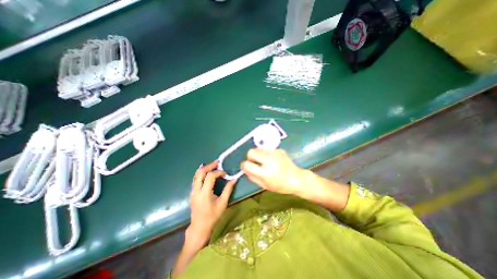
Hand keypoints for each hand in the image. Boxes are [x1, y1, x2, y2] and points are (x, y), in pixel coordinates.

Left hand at [190, 160, 237, 247]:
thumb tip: (234, 179)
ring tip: (213, 165)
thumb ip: (228, 190)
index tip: (225, 173)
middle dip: (209, 166)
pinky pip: (195, 179)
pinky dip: (201, 173)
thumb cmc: (212, 216)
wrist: (199, 227)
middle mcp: (196, 190)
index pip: (210, 177)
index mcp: (204, 193)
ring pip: (196, 175)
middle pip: (200, 173)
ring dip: (204, 168)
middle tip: (217, 162)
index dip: (218, 172)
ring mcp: (192, 191)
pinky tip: (207, 172)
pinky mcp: (192, 192)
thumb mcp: (222, 203)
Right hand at [241, 150, 306, 195]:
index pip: (247, 164)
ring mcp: (275, 153)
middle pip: (251, 151)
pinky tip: (273, 160)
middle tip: (255, 162)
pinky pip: (267, 149)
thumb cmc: (280, 185)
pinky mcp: (279, 150)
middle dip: (250, 156)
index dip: (244, 165)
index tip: (246, 166)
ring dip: (258, 154)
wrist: (297, 179)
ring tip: (264, 161)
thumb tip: (245, 168)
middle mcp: (269, 160)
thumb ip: (252, 176)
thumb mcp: (264, 185)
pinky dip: (267, 154)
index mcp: (265, 172)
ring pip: (259, 148)